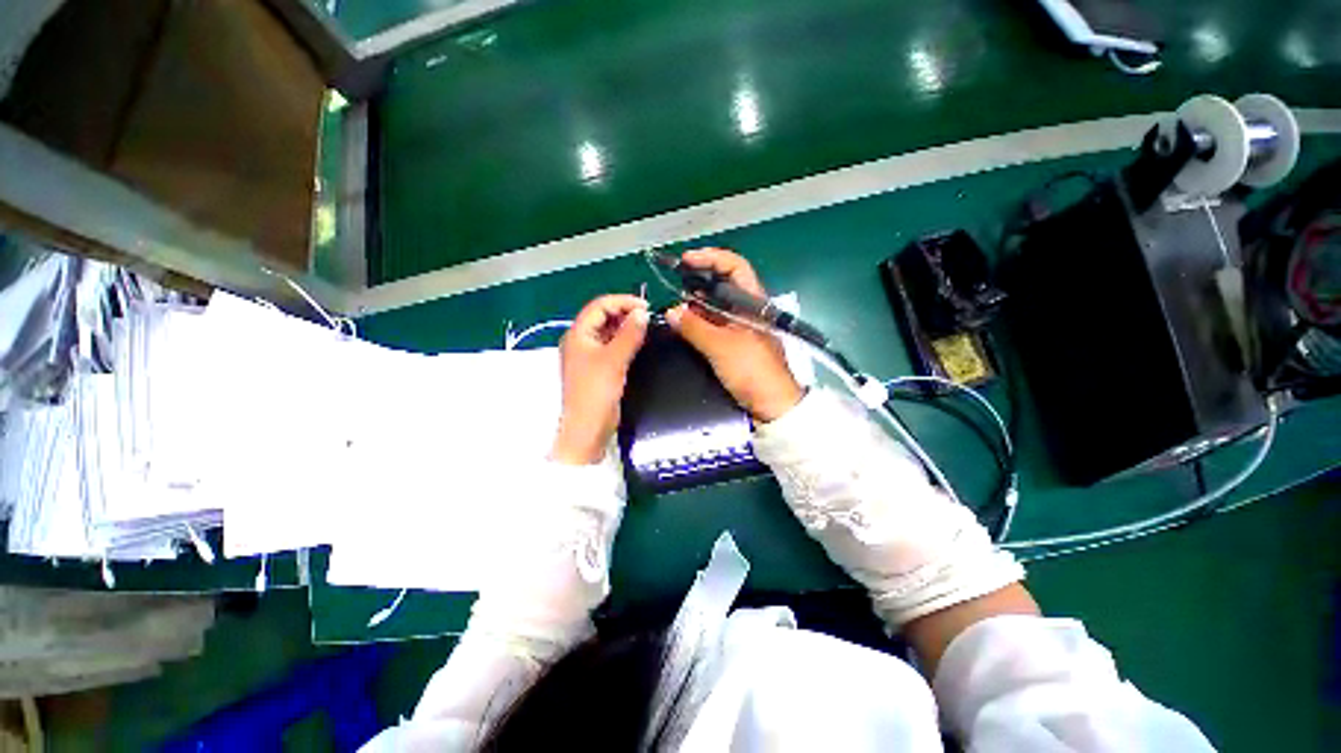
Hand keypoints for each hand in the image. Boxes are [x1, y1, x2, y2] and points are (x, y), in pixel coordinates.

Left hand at [551, 294, 649, 464]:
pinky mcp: (598, 367)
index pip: (599, 306)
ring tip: (646, 327)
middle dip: (625, 312)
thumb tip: (642, 313)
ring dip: (625, 326)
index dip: (622, 302)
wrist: (588, 429)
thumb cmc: (596, 392)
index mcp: (578, 334)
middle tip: (648, 316)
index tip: (646, 306)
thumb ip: (629, 335)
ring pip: (608, 331)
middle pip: (602, 316)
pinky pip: (612, 346)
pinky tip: (639, 342)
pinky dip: (625, 340)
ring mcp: (589, 354)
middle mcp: (581, 341)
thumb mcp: (614, 360)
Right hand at [666, 248, 802, 422]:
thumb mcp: (722, 347)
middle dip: (697, 280)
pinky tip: (682, 324)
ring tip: (673, 305)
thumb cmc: (753, 371)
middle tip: (672, 283)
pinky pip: (712, 325)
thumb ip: (695, 327)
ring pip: (715, 306)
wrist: (772, 406)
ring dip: (695, 303)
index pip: (734, 266)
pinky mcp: (733, 344)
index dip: (710, 258)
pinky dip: (697, 322)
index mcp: (753, 302)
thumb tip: (671, 311)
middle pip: (722, 284)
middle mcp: (746, 310)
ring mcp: (740, 327)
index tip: (685, 261)